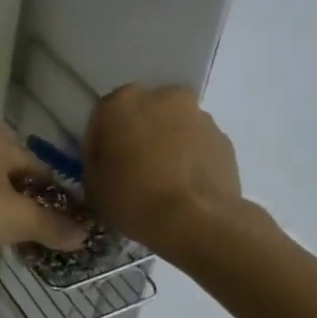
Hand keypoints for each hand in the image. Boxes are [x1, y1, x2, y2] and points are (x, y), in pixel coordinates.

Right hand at [83, 84, 250, 255]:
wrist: (198, 221)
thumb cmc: (134, 198)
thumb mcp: (93, 185)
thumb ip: (96, 162)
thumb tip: (108, 161)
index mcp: (122, 102)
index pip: (101, 120)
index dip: (99, 147)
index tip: (102, 171)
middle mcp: (163, 97)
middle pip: (142, 116)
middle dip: (136, 137)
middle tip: (133, 171)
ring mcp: (198, 115)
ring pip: (172, 127)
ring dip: (165, 145)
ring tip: (163, 182)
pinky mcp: (223, 138)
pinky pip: (196, 144)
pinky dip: (189, 158)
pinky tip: (184, 186)